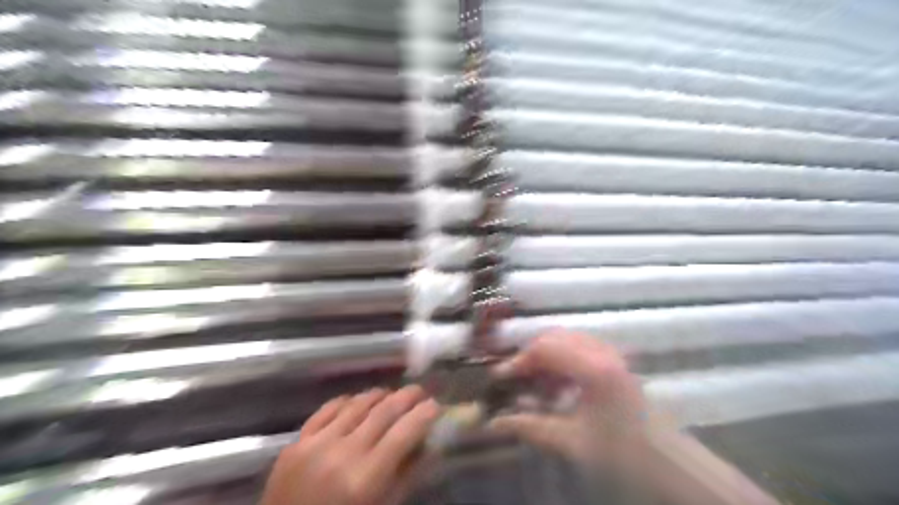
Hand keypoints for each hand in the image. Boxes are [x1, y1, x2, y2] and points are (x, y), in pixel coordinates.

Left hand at [258, 386, 441, 504]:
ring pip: (357, 404)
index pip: (404, 433)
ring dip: (379, 395)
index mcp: (365, 480)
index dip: (424, 414)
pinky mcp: (295, 442)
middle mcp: (342, 455)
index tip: (437, 405)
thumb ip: (407, 477)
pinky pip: (327, 409)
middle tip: (420, 391)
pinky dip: (347, 402)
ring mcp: (314, 445)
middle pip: (383, 411)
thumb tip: (431, 444)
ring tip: (392, 395)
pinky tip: (357, 402)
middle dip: (407, 396)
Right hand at [489, 332, 642, 468]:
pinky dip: (564, 361)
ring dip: (548, 357)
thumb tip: (494, 423)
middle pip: (556, 338)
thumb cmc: (621, 453)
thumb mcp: (572, 442)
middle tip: (517, 378)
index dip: (519, 361)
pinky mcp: (617, 363)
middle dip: (531, 356)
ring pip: (569, 341)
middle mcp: (603, 352)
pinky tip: (561, 386)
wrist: (669, 464)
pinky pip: (582, 349)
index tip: (501, 377)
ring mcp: (613, 355)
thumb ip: (531, 427)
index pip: (545, 348)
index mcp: (593, 368)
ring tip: (538, 385)